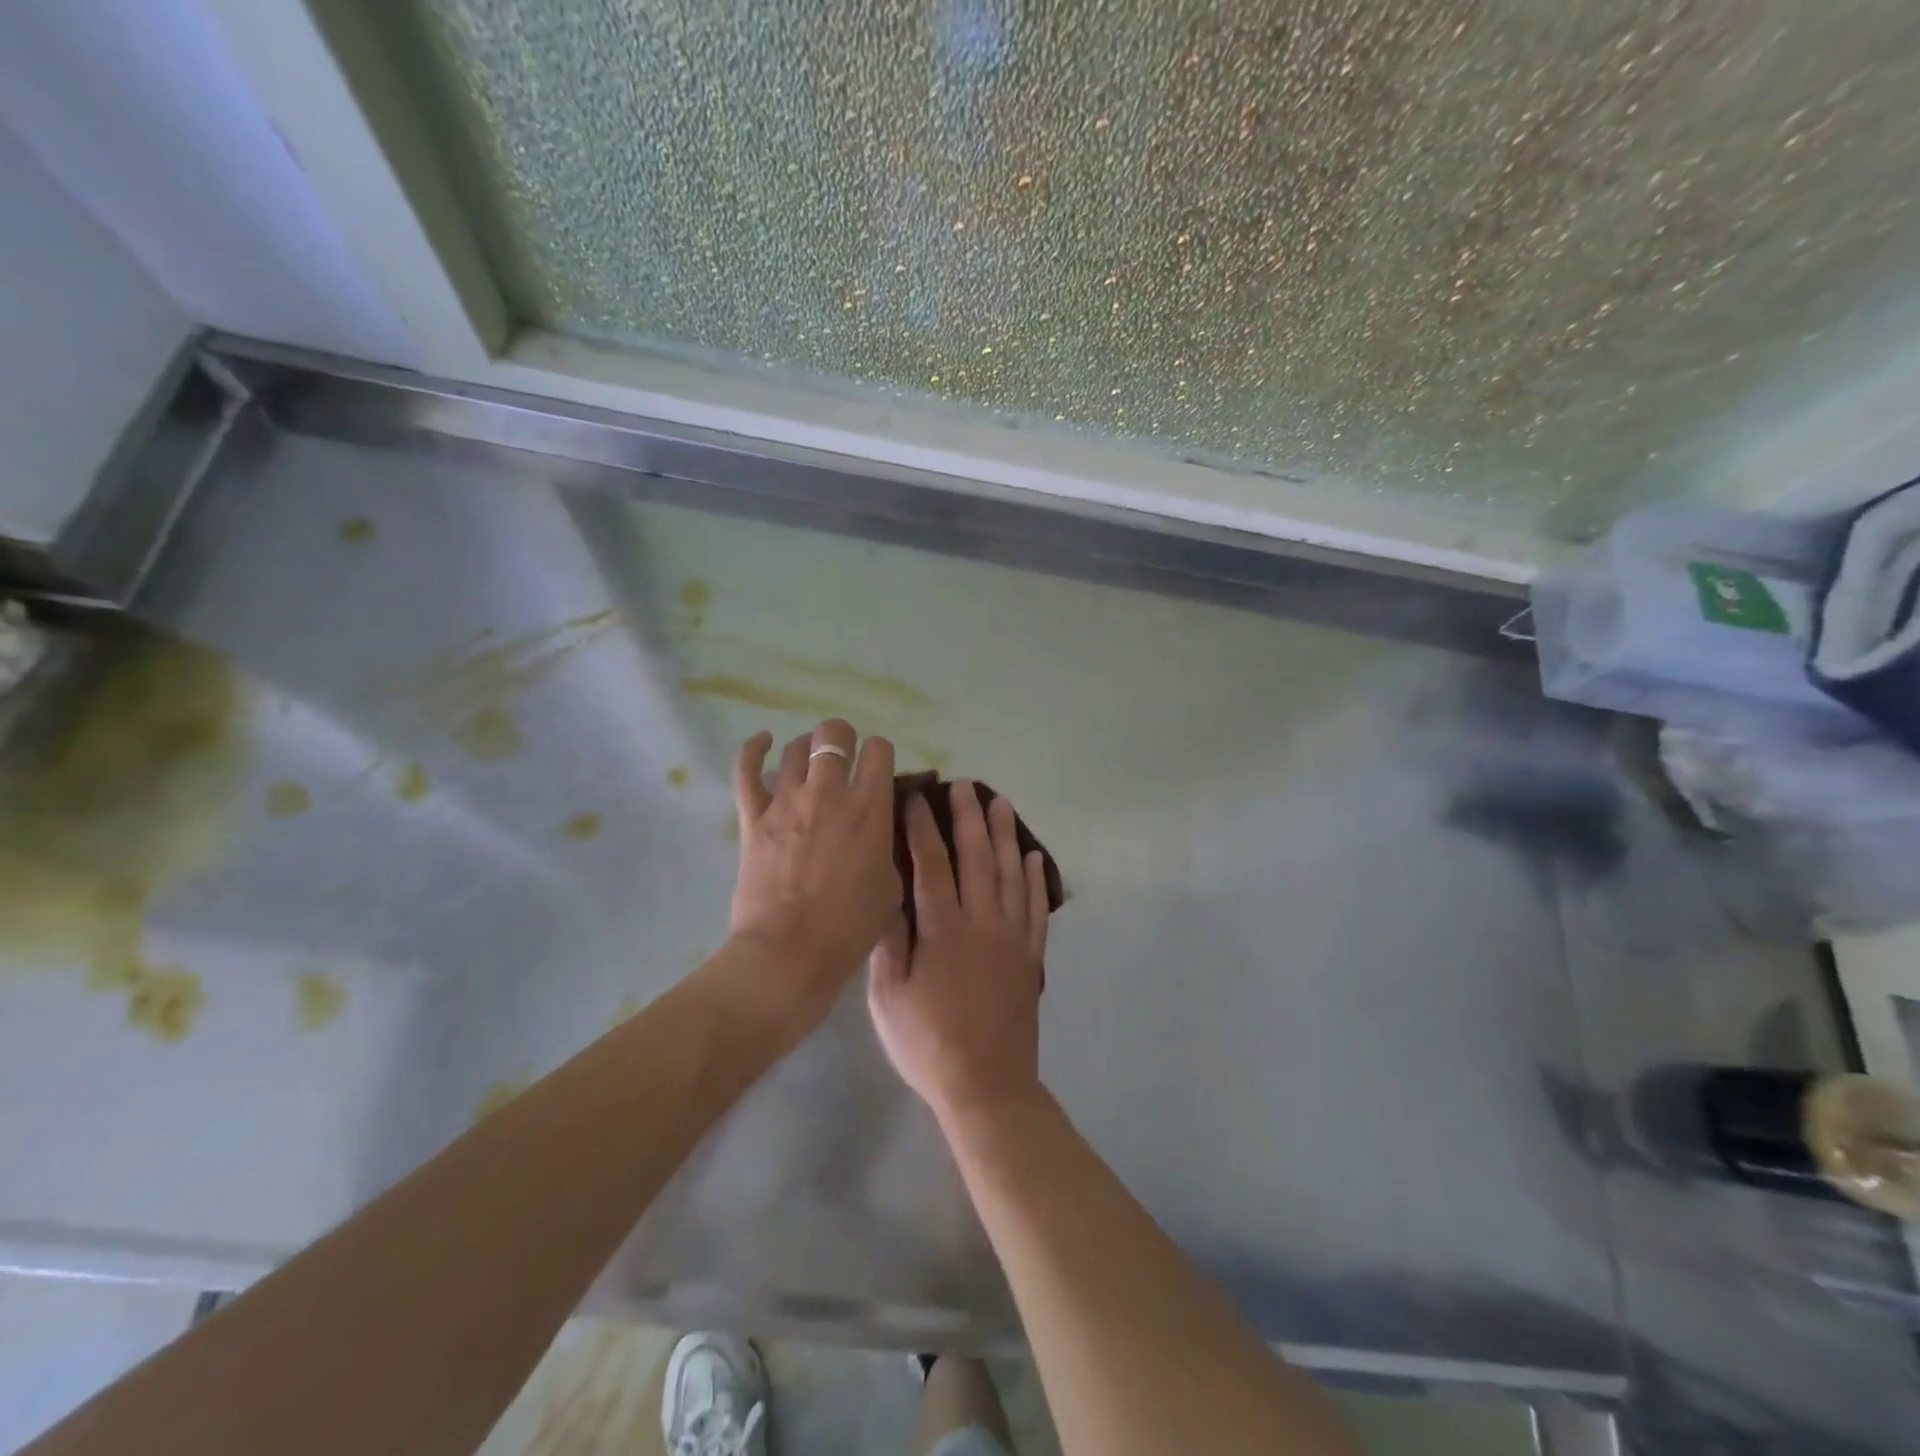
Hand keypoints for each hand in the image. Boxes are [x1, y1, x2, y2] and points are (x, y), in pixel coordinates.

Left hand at [730, 720, 898, 1007]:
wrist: (790, 953)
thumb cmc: (849, 928)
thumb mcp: (890, 886)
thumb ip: (885, 846)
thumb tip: (875, 832)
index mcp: (870, 809)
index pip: (879, 751)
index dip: (880, 755)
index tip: (878, 771)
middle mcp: (829, 793)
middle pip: (834, 734)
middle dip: (843, 739)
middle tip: (844, 760)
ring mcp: (786, 801)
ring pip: (795, 747)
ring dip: (807, 748)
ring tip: (810, 760)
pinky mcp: (753, 817)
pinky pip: (746, 770)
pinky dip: (754, 750)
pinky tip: (763, 742)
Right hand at [868, 782, 1050, 1123]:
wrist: (987, 1086)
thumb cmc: (928, 1044)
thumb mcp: (888, 999)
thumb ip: (888, 944)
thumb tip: (886, 896)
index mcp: (944, 931)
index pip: (932, 866)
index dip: (922, 829)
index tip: (916, 798)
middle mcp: (983, 923)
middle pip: (977, 858)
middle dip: (969, 818)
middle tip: (964, 784)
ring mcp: (1013, 938)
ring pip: (1010, 874)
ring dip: (1005, 835)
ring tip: (1000, 803)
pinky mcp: (1031, 956)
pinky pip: (1035, 907)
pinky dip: (1034, 879)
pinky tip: (1032, 856)